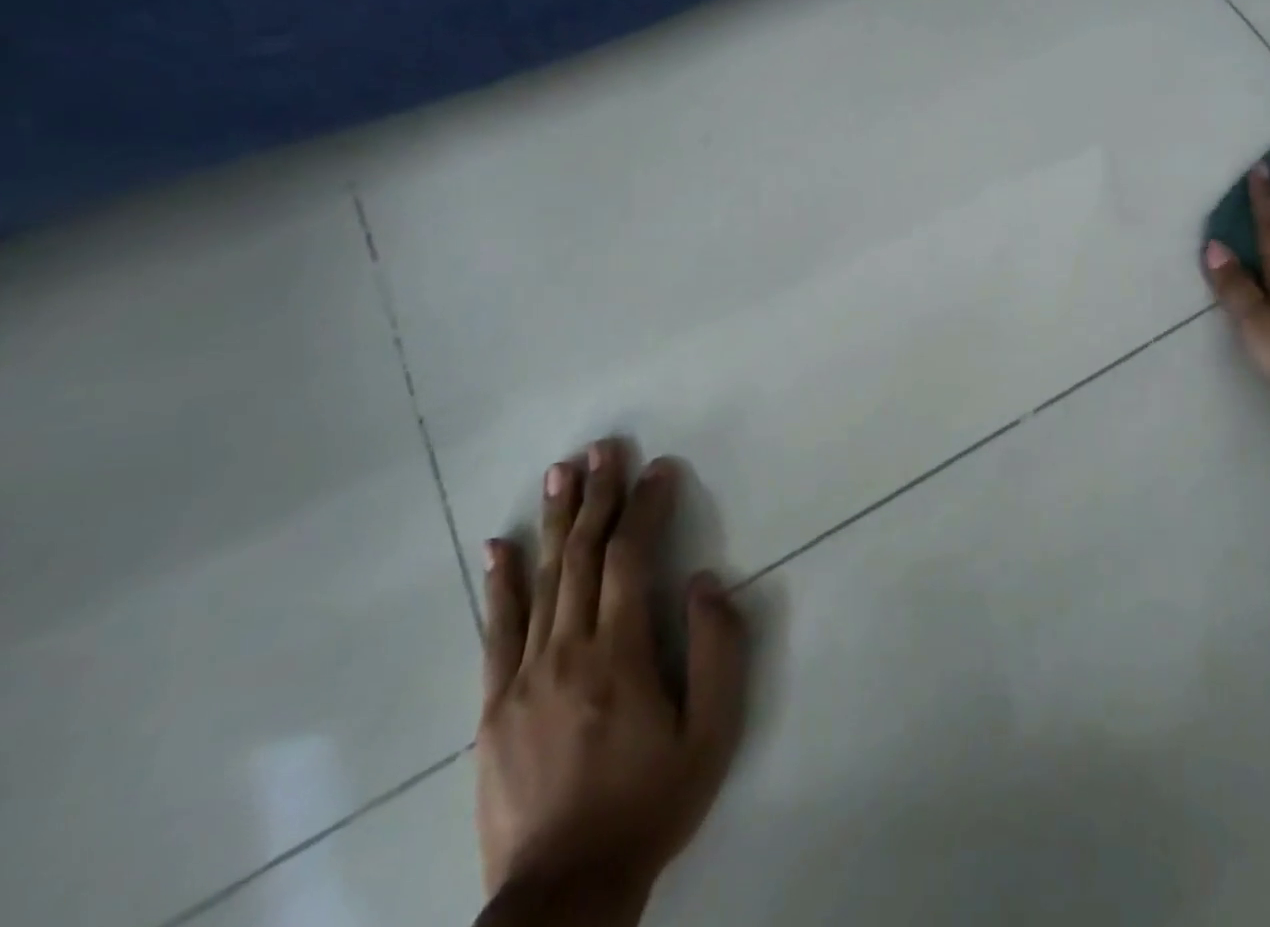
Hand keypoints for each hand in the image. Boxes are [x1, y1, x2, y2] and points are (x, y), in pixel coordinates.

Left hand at [476, 445, 747, 916]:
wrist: (563, 894)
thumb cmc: (650, 804)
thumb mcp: (711, 735)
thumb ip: (717, 651)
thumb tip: (704, 582)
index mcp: (619, 655)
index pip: (631, 557)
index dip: (646, 506)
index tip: (659, 468)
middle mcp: (566, 651)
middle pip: (582, 555)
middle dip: (597, 495)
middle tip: (604, 448)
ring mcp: (522, 677)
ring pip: (541, 580)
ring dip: (554, 520)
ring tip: (561, 472)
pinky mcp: (494, 706)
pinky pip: (496, 630)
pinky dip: (499, 582)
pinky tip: (498, 546)